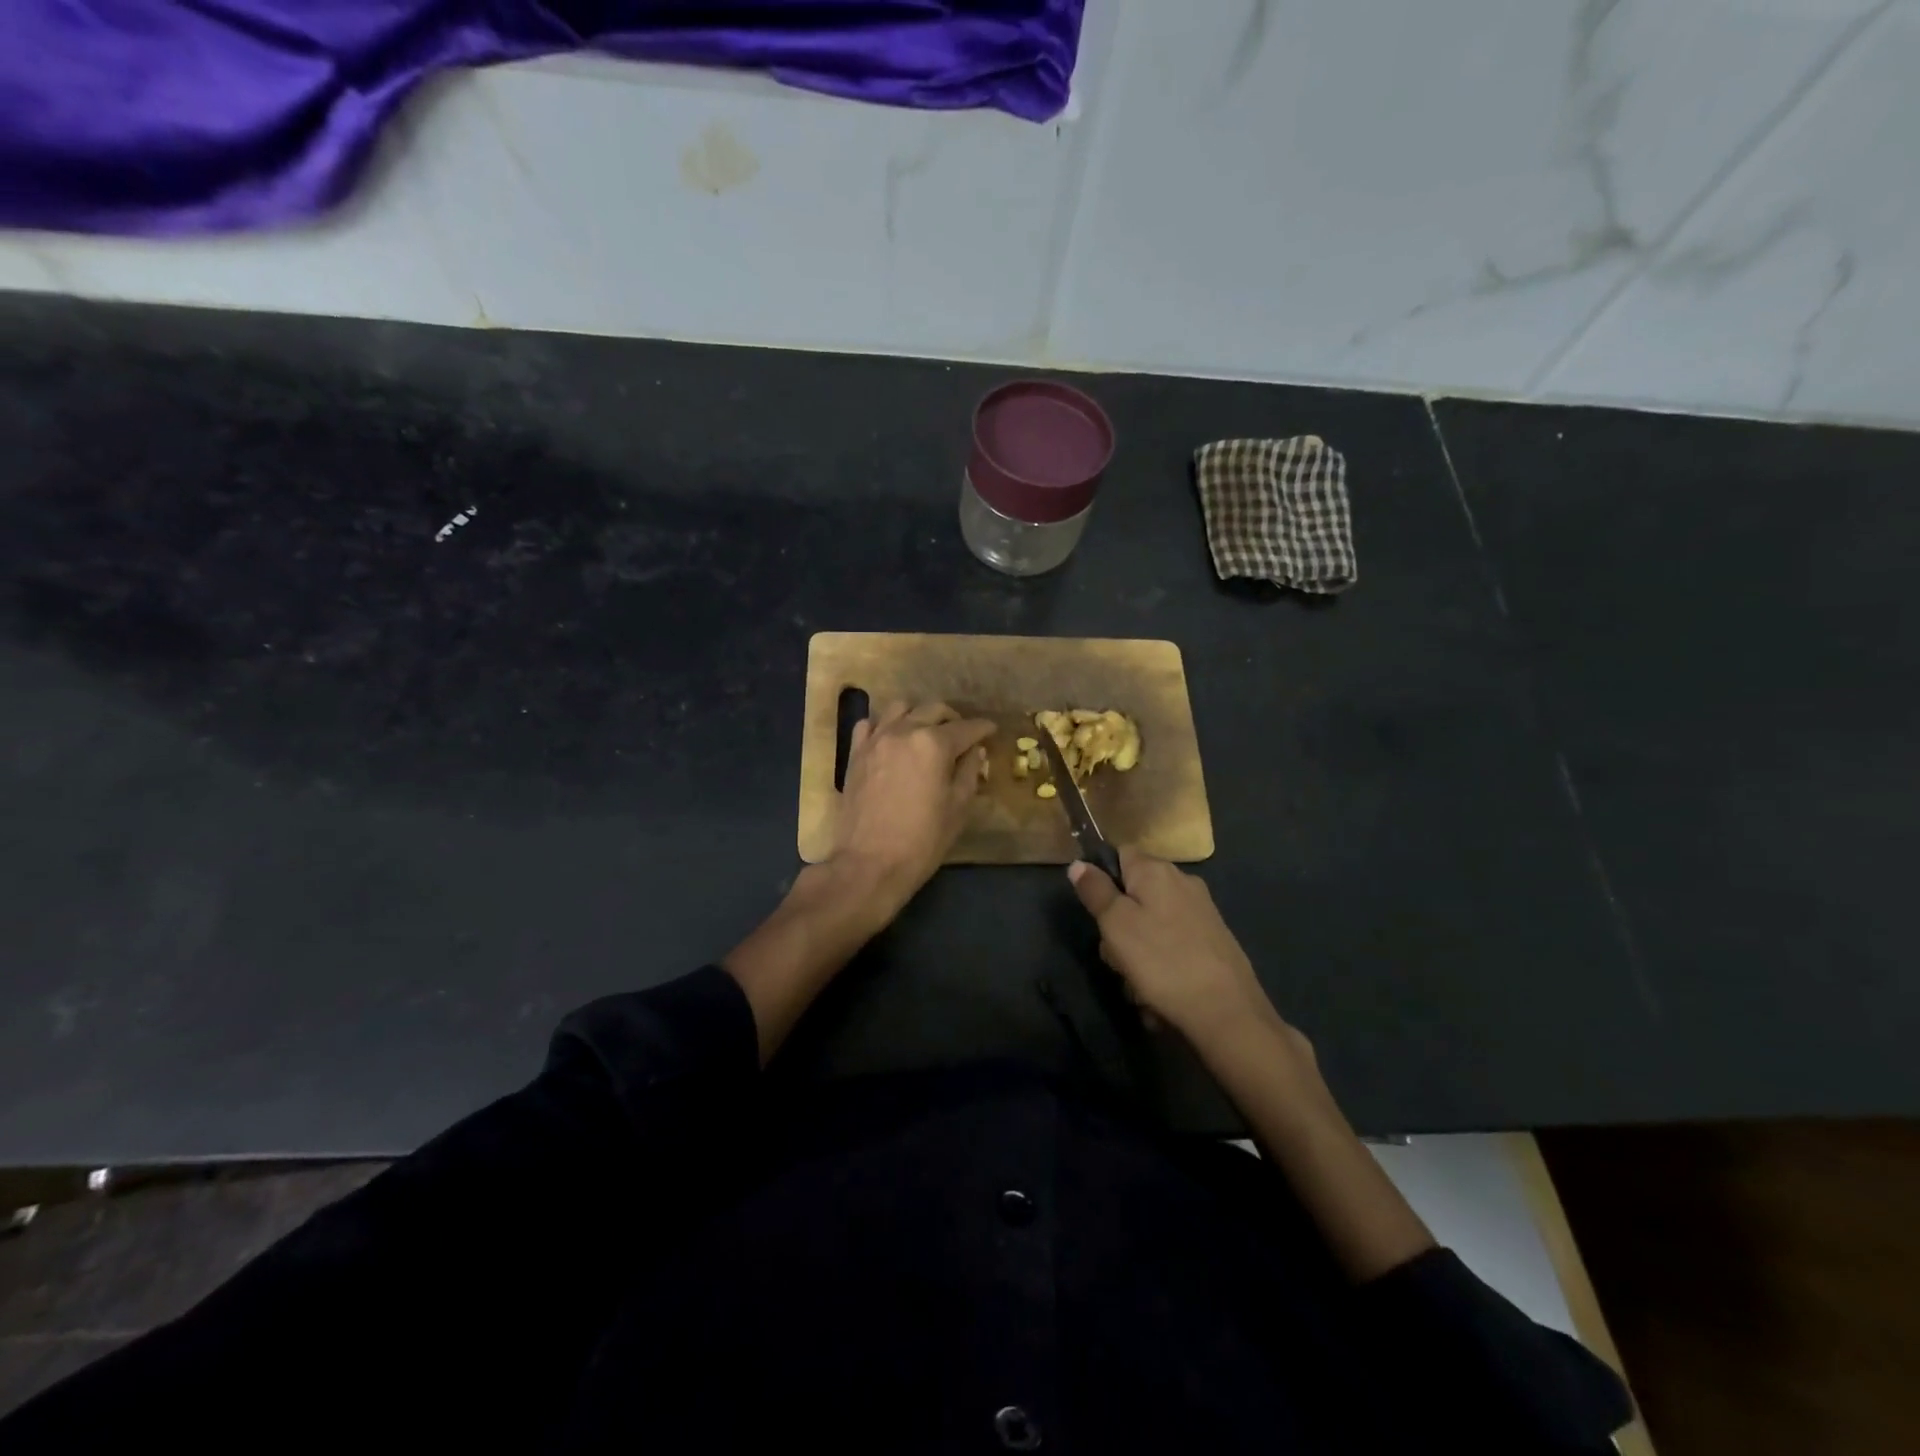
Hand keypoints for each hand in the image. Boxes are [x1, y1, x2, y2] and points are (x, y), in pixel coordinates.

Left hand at [832, 701, 994, 912]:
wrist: (870, 863)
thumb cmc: (922, 840)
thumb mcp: (958, 808)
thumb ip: (969, 772)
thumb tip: (974, 750)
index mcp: (934, 744)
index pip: (966, 727)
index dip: (983, 728)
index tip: (991, 730)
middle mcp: (904, 731)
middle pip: (934, 710)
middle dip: (953, 718)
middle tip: (962, 735)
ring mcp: (876, 740)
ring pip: (900, 708)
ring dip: (918, 715)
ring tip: (925, 732)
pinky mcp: (855, 753)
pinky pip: (869, 724)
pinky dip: (884, 725)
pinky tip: (892, 740)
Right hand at [1068, 848, 1305, 1056]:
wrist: (1227, 1012)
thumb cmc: (1162, 961)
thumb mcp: (1115, 924)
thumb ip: (1095, 890)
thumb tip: (1079, 863)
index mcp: (1156, 870)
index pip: (1120, 854)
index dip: (1103, 880)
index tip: (1098, 913)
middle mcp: (1182, 882)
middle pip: (1134, 894)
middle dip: (1119, 926)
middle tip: (1117, 957)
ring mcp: (1201, 911)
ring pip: (1151, 923)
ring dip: (1138, 953)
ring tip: (1139, 986)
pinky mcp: (1213, 940)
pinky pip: (1172, 944)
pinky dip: (1162, 965)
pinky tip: (1160, 994)